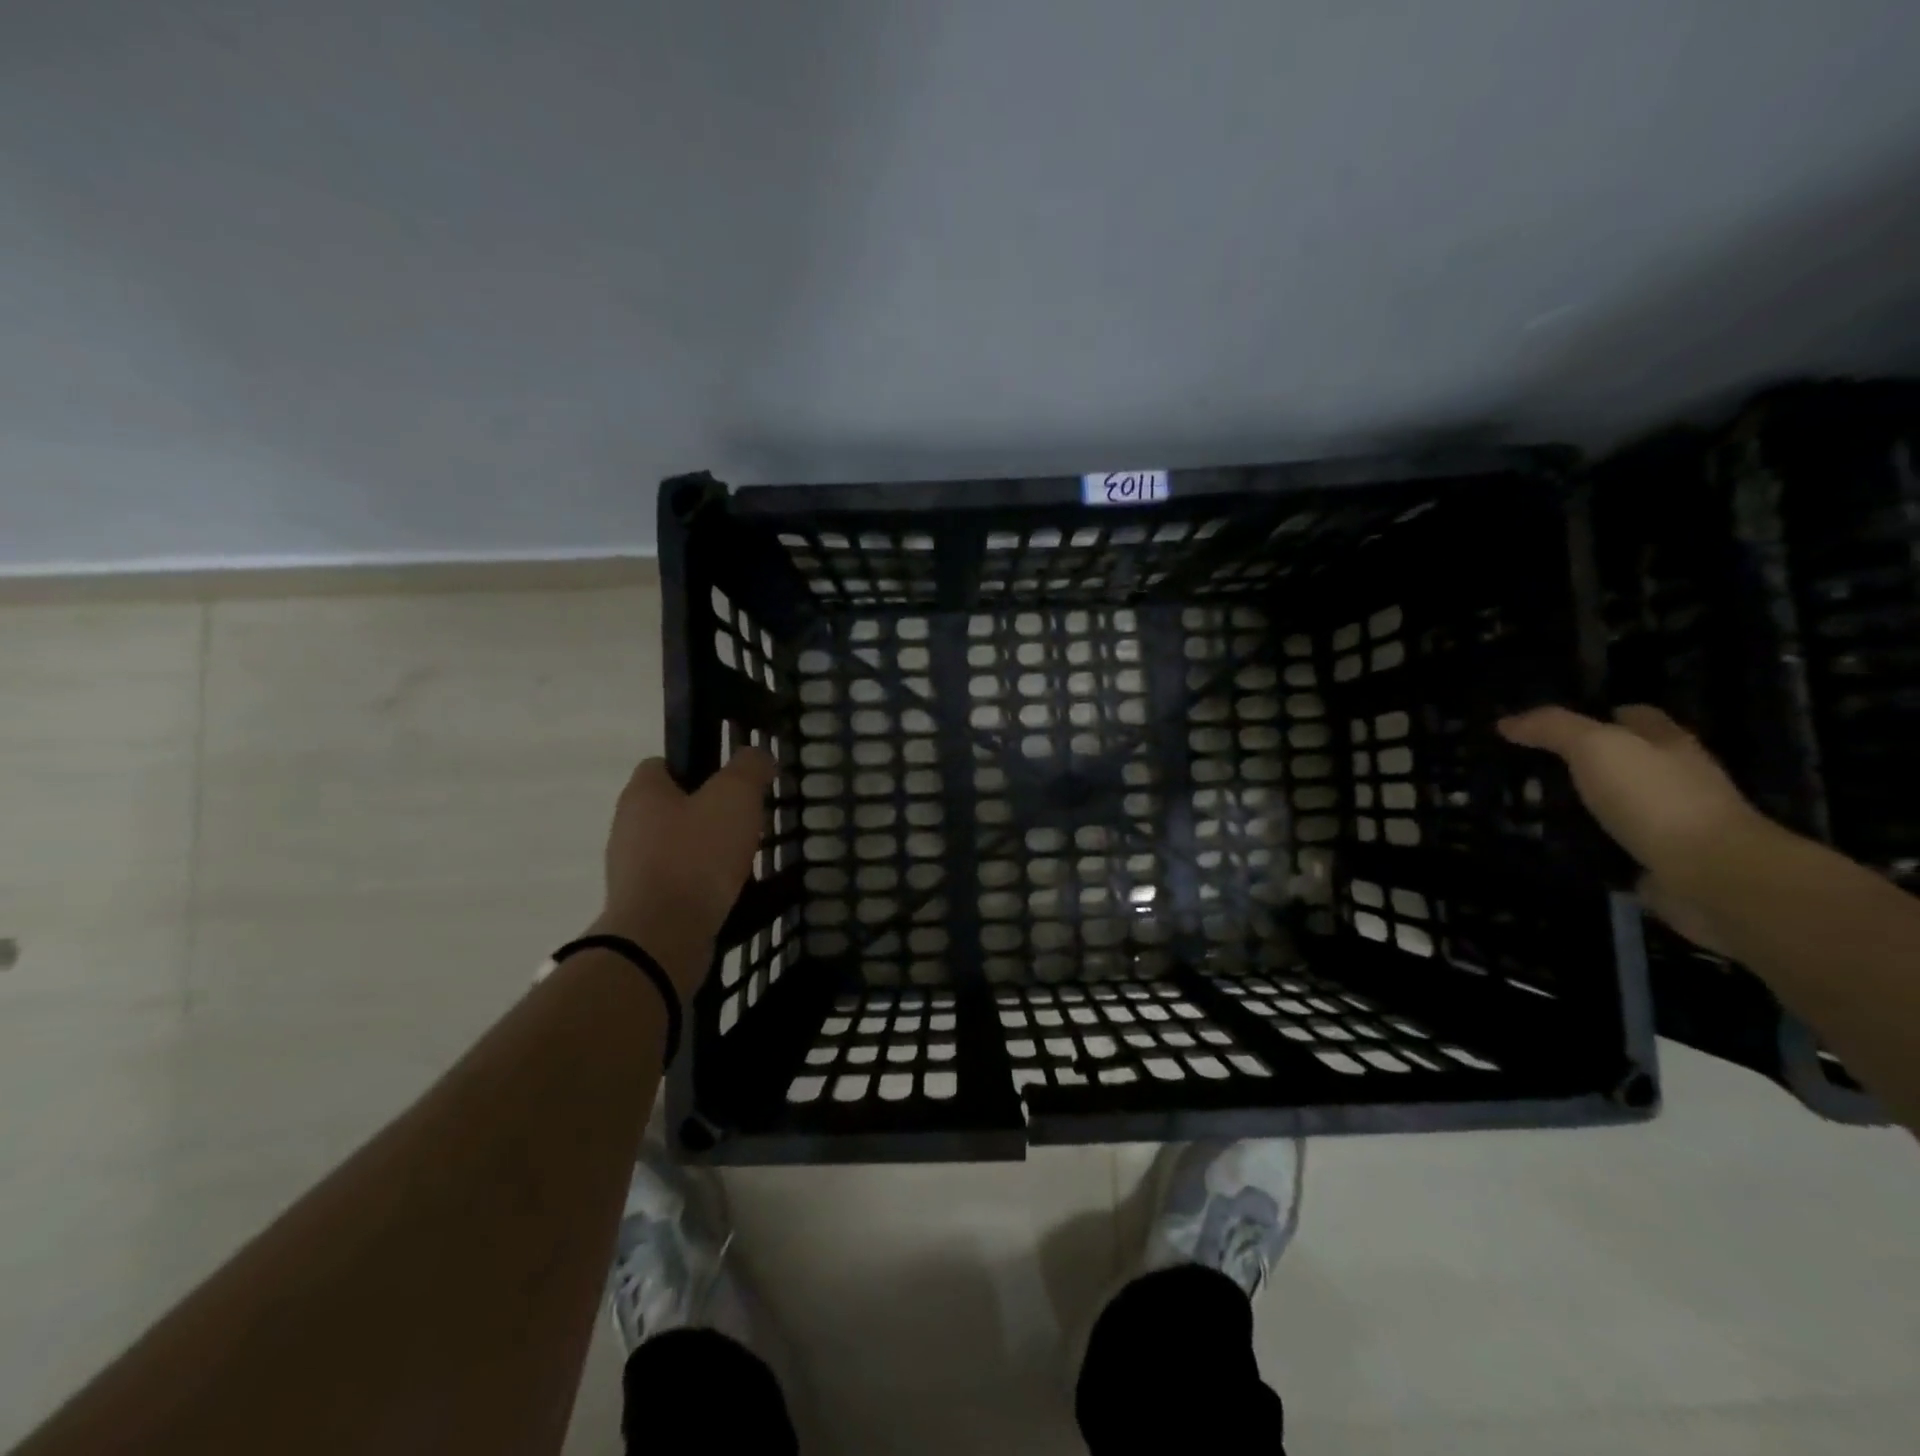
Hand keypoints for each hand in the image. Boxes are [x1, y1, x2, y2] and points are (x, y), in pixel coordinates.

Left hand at [589, 748, 776, 996]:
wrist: (663, 936)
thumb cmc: (696, 855)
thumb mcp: (735, 797)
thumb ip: (749, 768)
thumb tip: (758, 754)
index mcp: (642, 793)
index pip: (663, 763)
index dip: (698, 765)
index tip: (731, 781)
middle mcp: (628, 827)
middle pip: (673, 807)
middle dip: (710, 812)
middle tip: (746, 821)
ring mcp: (632, 869)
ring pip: (678, 847)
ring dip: (708, 851)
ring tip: (744, 860)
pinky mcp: (644, 904)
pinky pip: (679, 882)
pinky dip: (703, 884)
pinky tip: (729, 892)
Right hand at [1497, 705, 1771, 952]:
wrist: (1711, 874)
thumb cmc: (1656, 797)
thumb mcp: (1596, 747)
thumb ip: (1552, 728)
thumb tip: (1507, 721)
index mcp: (1668, 744)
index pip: (1636, 717)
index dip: (1600, 713)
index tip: (1555, 725)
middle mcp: (1676, 778)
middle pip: (1627, 760)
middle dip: (1588, 761)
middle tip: (1532, 766)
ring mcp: (1671, 822)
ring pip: (1618, 803)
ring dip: (1585, 805)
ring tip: (1531, 806)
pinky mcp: (1659, 860)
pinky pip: (1614, 844)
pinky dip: (1588, 842)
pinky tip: (1554, 844)